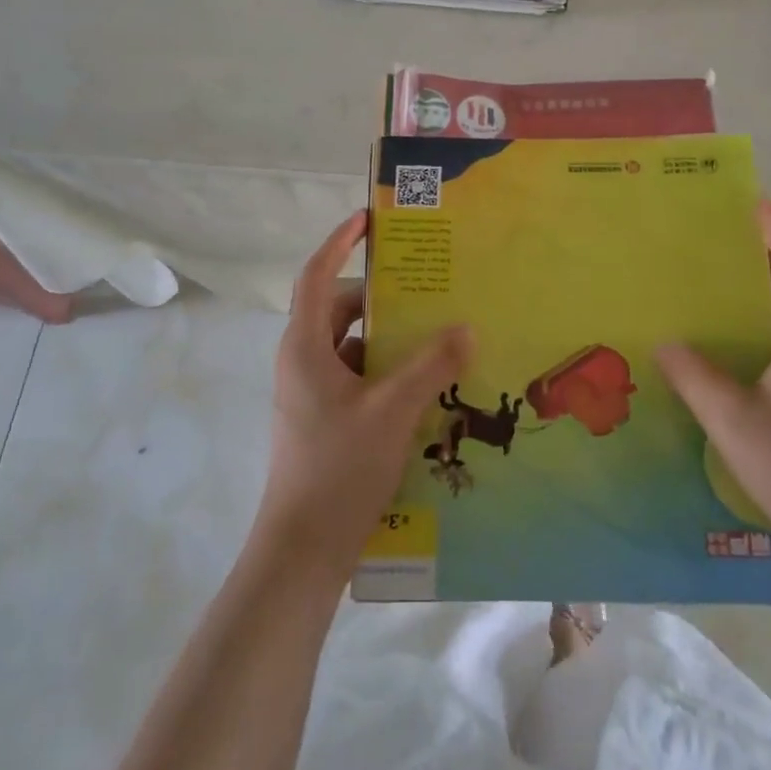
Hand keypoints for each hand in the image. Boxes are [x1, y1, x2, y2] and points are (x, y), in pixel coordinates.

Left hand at [257, 211, 472, 576]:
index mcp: (305, 347)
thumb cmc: (339, 469)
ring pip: (353, 347)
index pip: (316, 275)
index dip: (340, 242)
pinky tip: (427, 383)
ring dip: (390, 338)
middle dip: (382, 297)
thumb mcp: (393, 410)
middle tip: (428, 285)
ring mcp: (312, 394)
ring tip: (438, 333)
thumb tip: (466, 327)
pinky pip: (359, 377)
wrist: (304, 551)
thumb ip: (432, 364)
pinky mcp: (326, 420)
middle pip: (340, 310)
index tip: (370, 219)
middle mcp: (303, 362)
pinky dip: (388, 371)